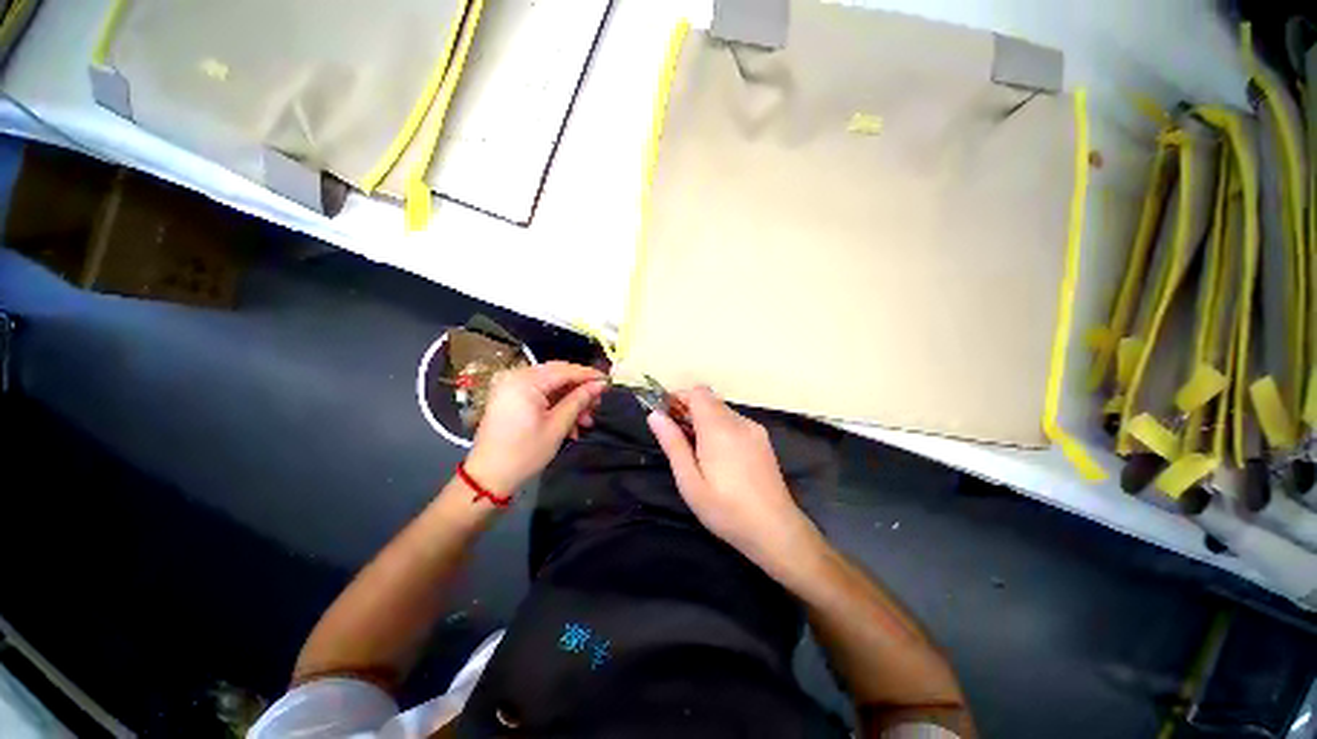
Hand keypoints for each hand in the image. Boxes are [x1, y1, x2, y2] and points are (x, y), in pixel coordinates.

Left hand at [465, 362, 605, 493]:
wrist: (488, 477)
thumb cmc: (525, 452)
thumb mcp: (557, 426)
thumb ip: (579, 400)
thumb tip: (600, 385)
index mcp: (525, 381)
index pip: (565, 371)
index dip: (589, 376)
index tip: (609, 383)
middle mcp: (516, 376)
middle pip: (558, 375)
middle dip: (580, 390)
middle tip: (597, 405)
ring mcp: (511, 386)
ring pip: (551, 386)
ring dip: (570, 401)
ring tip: (585, 421)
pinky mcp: (510, 397)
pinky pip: (540, 394)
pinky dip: (556, 405)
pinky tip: (570, 424)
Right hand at [647, 387, 808, 559]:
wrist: (776, 530)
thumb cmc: (726, 509)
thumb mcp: (690, 481)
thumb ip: (673, 444)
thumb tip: (655, 415)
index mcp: (719, 428)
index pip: (698, 392)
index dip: (679, 397)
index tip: (666, 416)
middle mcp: (739, 421)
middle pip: (710, 400)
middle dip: (689, 411)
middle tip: (677, 438)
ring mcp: (754, 429)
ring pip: (723, 411)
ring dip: (705, 420)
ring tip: (697, 451)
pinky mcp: (763, 439)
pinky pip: (736, 422)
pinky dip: (721, 428)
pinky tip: (719, 457)